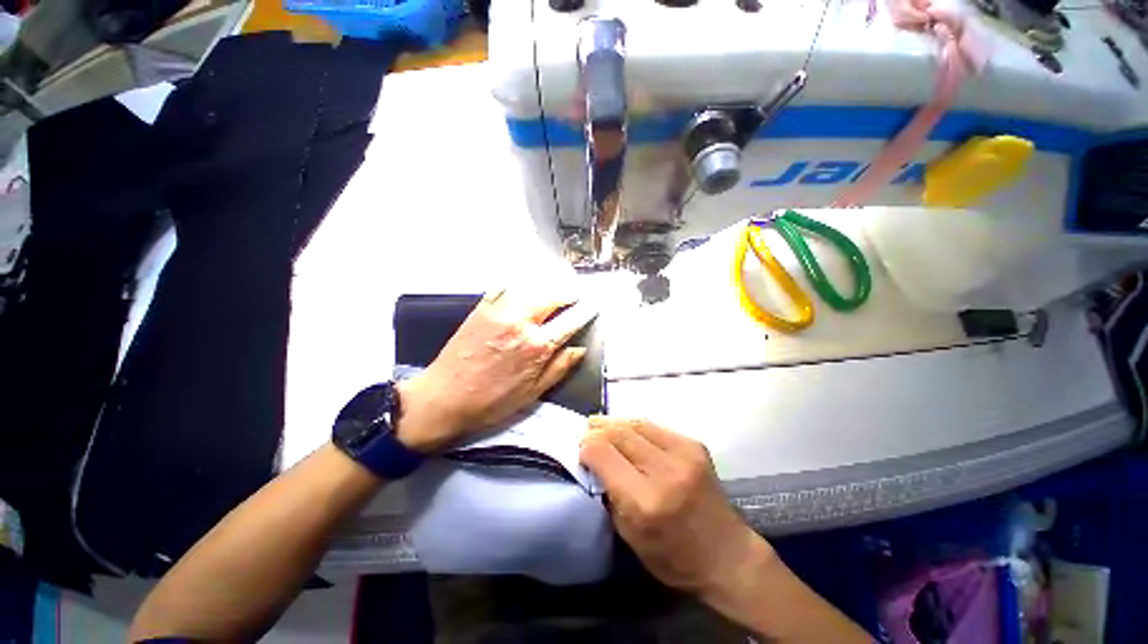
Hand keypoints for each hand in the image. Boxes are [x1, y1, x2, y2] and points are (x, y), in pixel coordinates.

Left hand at [396, 290, 595, 452]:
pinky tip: (522, 289)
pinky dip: (518, 287)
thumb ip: (559, 368)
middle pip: (551, 298)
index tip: (593, 305)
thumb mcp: (532, 392)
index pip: (570, 322)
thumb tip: (579, 349)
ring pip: (530, 290)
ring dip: (545, 289)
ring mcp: (500, 311)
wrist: (443, 398)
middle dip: (566, 294)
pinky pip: (504, 289)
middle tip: (573, 295)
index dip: (585, 312)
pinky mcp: (481, 308)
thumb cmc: (492, 401)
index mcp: (537, 346)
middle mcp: (521, 322)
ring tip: (552, 291)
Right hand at [580, 418, 772, 598]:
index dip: (586, 447)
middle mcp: (665, 471)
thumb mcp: (629, 536)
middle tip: (585, 431)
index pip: (603, 454)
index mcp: (645, 501)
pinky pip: (654, 426)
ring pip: (636, 423)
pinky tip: (627, 431)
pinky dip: (635, 426)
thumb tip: (594, 460)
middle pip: (618, 433)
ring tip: (600, 425)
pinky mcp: (695, 445)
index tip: (579, 450)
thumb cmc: (673, 557)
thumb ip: (609, 493)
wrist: (727, 555)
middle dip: (597, 430)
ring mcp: (684, 453)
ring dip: (614, 423)